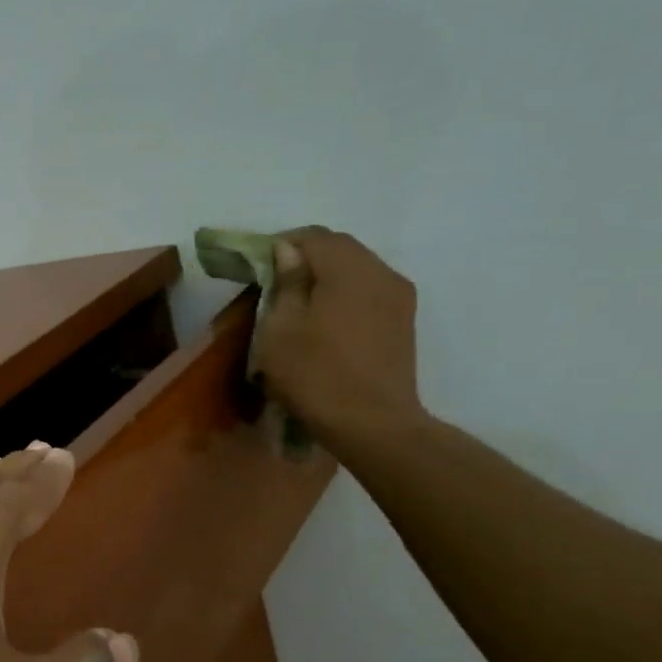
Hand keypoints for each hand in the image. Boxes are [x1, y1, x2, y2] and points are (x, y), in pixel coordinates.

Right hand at [253, 227, 424, 447]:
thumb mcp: (281, 328)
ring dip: (326, 276)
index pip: (313, 236)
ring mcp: (399, 297)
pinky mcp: (404, 320)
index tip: (257, 265)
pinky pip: (369, 290)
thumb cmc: (316, 374)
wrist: (373, 424)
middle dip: (305, 258)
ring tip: (298, 302)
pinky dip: (344, 293)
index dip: (281, 244)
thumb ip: (287, 282)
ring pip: (356, 268)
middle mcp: (381, 273)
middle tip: (274, 282)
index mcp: (349, 270)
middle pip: (339, 248)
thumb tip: (289, 251)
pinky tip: (325, 319)